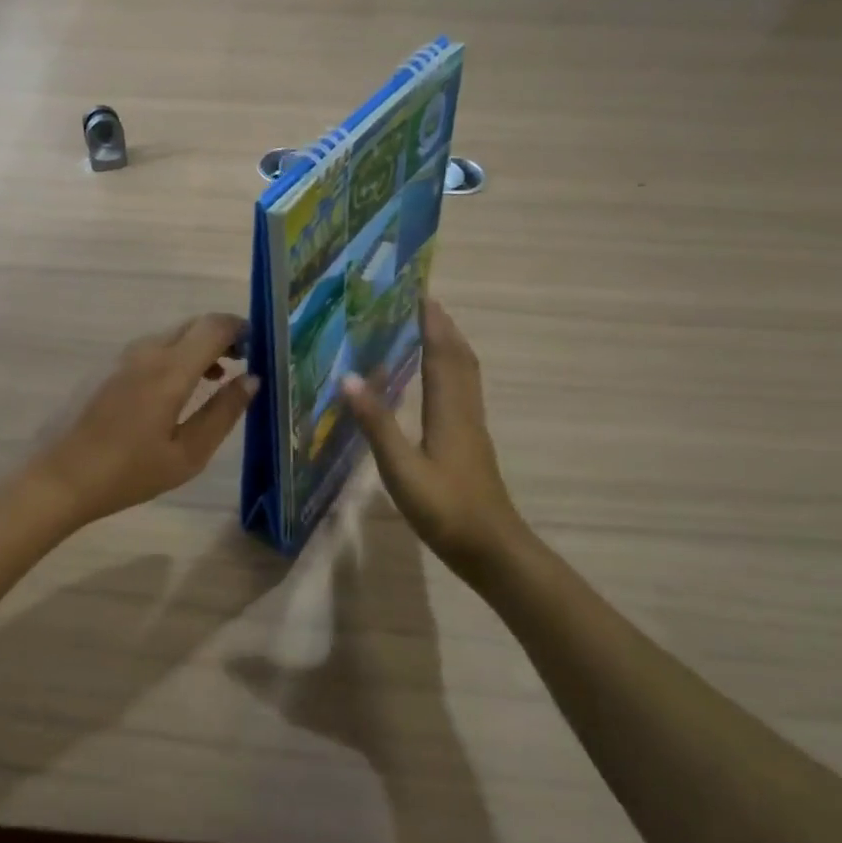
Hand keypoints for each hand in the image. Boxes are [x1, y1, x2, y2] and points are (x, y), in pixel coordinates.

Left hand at [31, 313, 258, 529]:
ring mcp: (122, 356)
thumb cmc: (128, 472)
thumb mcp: (187, 454)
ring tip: (216, 379)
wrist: (58, 478)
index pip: (215, 326)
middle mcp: (146, 350)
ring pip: (172, 335)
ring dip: (198, 347)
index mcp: (170, 369)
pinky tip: (178, 390)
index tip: (260, 349)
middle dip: (223, 336)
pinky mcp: (106, 366)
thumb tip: (252, 380)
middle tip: (244, 364)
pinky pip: (152, 348)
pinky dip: (176, 356)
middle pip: (194, 325)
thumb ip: (223, 413)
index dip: (242, 329)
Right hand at [341, 300, 531, 579]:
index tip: (419, 293)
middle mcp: (465, 411)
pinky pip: (463, 392)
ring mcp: (472, 428)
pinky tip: (435, 384)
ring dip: (450, 347)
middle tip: (421, 304)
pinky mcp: (472, 444)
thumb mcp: (402, 469)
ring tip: (429, 331)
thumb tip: (349, 378)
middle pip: (460, 358)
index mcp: (449, 410)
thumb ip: (377, 424)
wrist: (492, 549)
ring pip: (466, 375)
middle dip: (443, 328)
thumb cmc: (446, 510)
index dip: (432, 323)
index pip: (442, 354)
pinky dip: (451, 372)